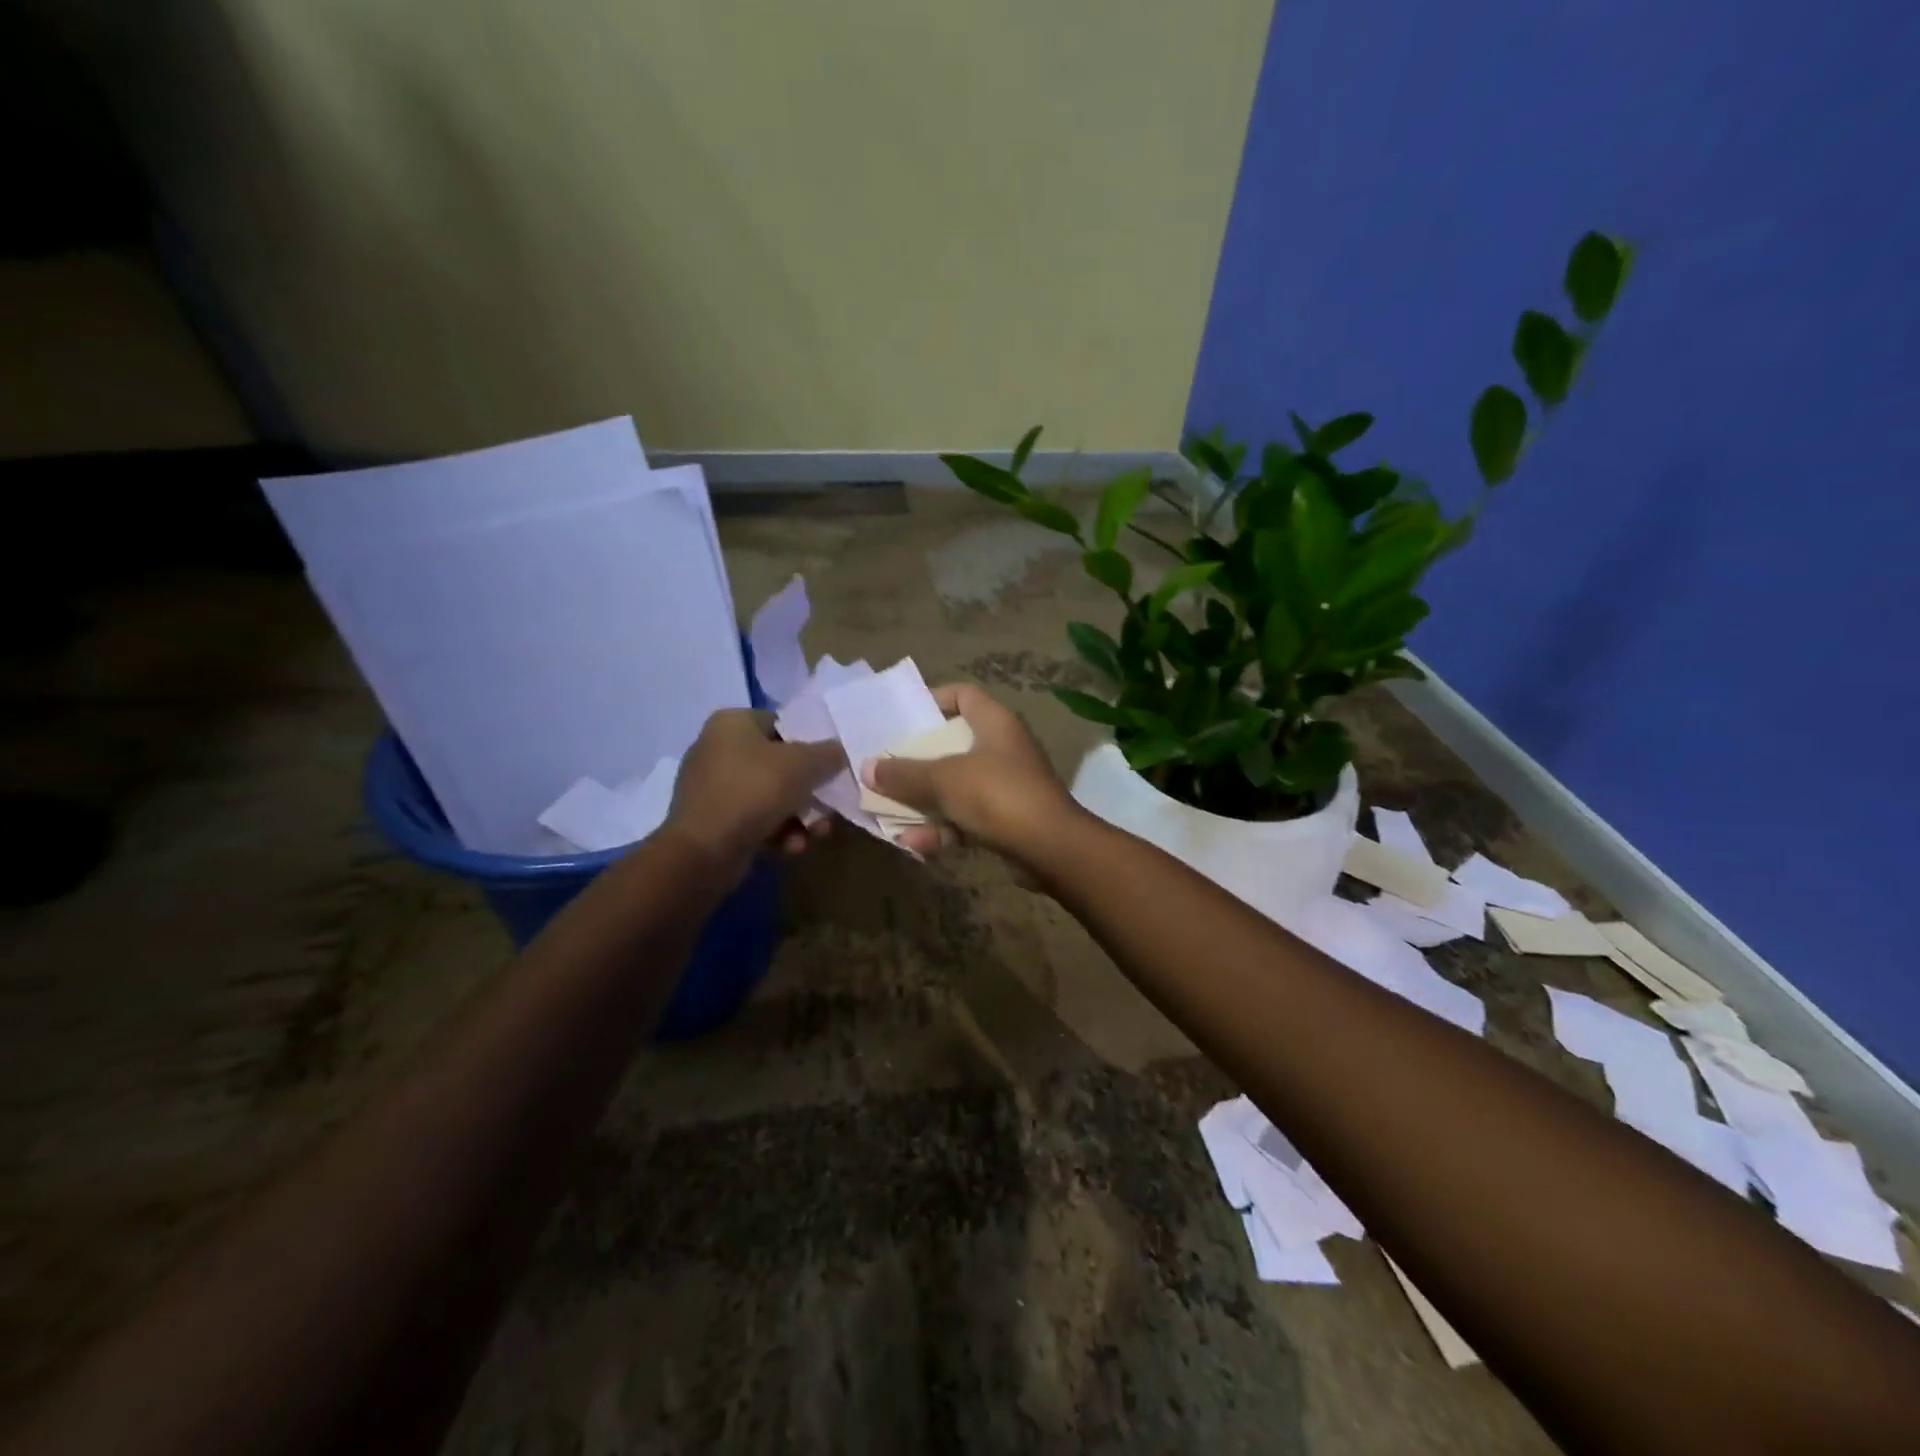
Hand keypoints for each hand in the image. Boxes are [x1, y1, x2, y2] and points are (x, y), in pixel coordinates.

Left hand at [664, 709, 843, 872]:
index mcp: (732, 723)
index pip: (783, 724)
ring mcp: (712, 786)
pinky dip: (776, 831)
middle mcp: (717, 748)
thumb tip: (840, 751)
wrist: (703, 851)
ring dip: (799, 816)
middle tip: (829, 807)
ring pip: (771, 796)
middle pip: (780, 764)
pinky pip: (754, 819)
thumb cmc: (754, 791)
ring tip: (815, 834)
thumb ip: (829, 753)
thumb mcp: (803, 765)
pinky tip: (790, 847)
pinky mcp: (712, 820)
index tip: (833, 766)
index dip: (812, 744)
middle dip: (809, 790)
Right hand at [859, 683, 1077, 859]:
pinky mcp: (1006, 820)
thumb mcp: (944, 779)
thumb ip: (904, 774)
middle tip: (885, 768)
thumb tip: (868, 768)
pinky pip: (965, 818)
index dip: (933, 699)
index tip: (902, 716)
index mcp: (995, 723)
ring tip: (887, 815)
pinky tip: (914, 845)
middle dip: (916, 762)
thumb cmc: (997, 795)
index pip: (963, 695)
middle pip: (952, 745)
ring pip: (955, 787)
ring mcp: (1006, 786)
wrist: (1050, 849)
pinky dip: (942, 829)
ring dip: (923, 803)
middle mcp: (1002, 749)